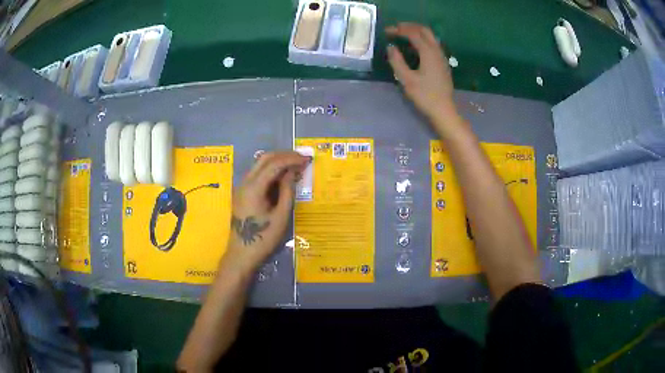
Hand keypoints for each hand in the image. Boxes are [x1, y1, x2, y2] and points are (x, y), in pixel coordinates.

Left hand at [225, 152, 309, 268]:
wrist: (242, 254)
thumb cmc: (263, 238)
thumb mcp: (281, 216)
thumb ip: (287, 191)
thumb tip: (292, 172)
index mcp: (254, 187)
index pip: (274, 164)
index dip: (292, 159)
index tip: (307, 159)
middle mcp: (245, 182)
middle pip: (265, 159)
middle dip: (284, 155)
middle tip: (302, 159)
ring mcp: (242, 186)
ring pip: (260, 164)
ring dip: (277, 161)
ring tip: (295, 165)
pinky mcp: (242, 192)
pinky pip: (257, 173)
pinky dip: (271, 170)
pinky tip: (282, 176)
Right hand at [386, 23, 460, 128]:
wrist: (444, 111)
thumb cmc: (425, 96)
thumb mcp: (406, 79)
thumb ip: (397, 61)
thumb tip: (391, 47)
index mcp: (428, 52)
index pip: (413, 33)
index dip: (399, 30)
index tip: (387, 31)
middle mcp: (437, 51)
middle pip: (424, 30)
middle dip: (409, 27)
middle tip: (396, 29)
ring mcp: (442, 57)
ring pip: (430, 37)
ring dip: (417, 32)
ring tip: (403, 35)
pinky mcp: (443, 64)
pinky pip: (433, 45)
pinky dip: (422, 40)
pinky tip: (415, 47)